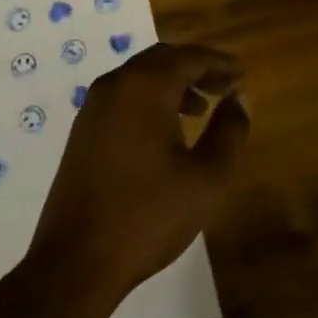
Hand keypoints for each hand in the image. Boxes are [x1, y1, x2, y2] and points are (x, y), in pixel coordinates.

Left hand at [27, 42, 249, 309]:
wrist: (77, 259)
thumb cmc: (149, 216)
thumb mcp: (206, 177)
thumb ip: (229, 132)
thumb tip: (239, 99)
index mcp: (144, 88)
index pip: (188, 58)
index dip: (218, 63)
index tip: (241, 75)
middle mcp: (114, 86)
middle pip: (161, 59)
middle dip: (195, 68)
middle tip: (224, 87)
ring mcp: (93, 108)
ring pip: (139, 77)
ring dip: (171, 84)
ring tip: (200, 110)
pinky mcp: (82, 131)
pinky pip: (122, 97)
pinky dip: (149, 100)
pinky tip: (165, 131)